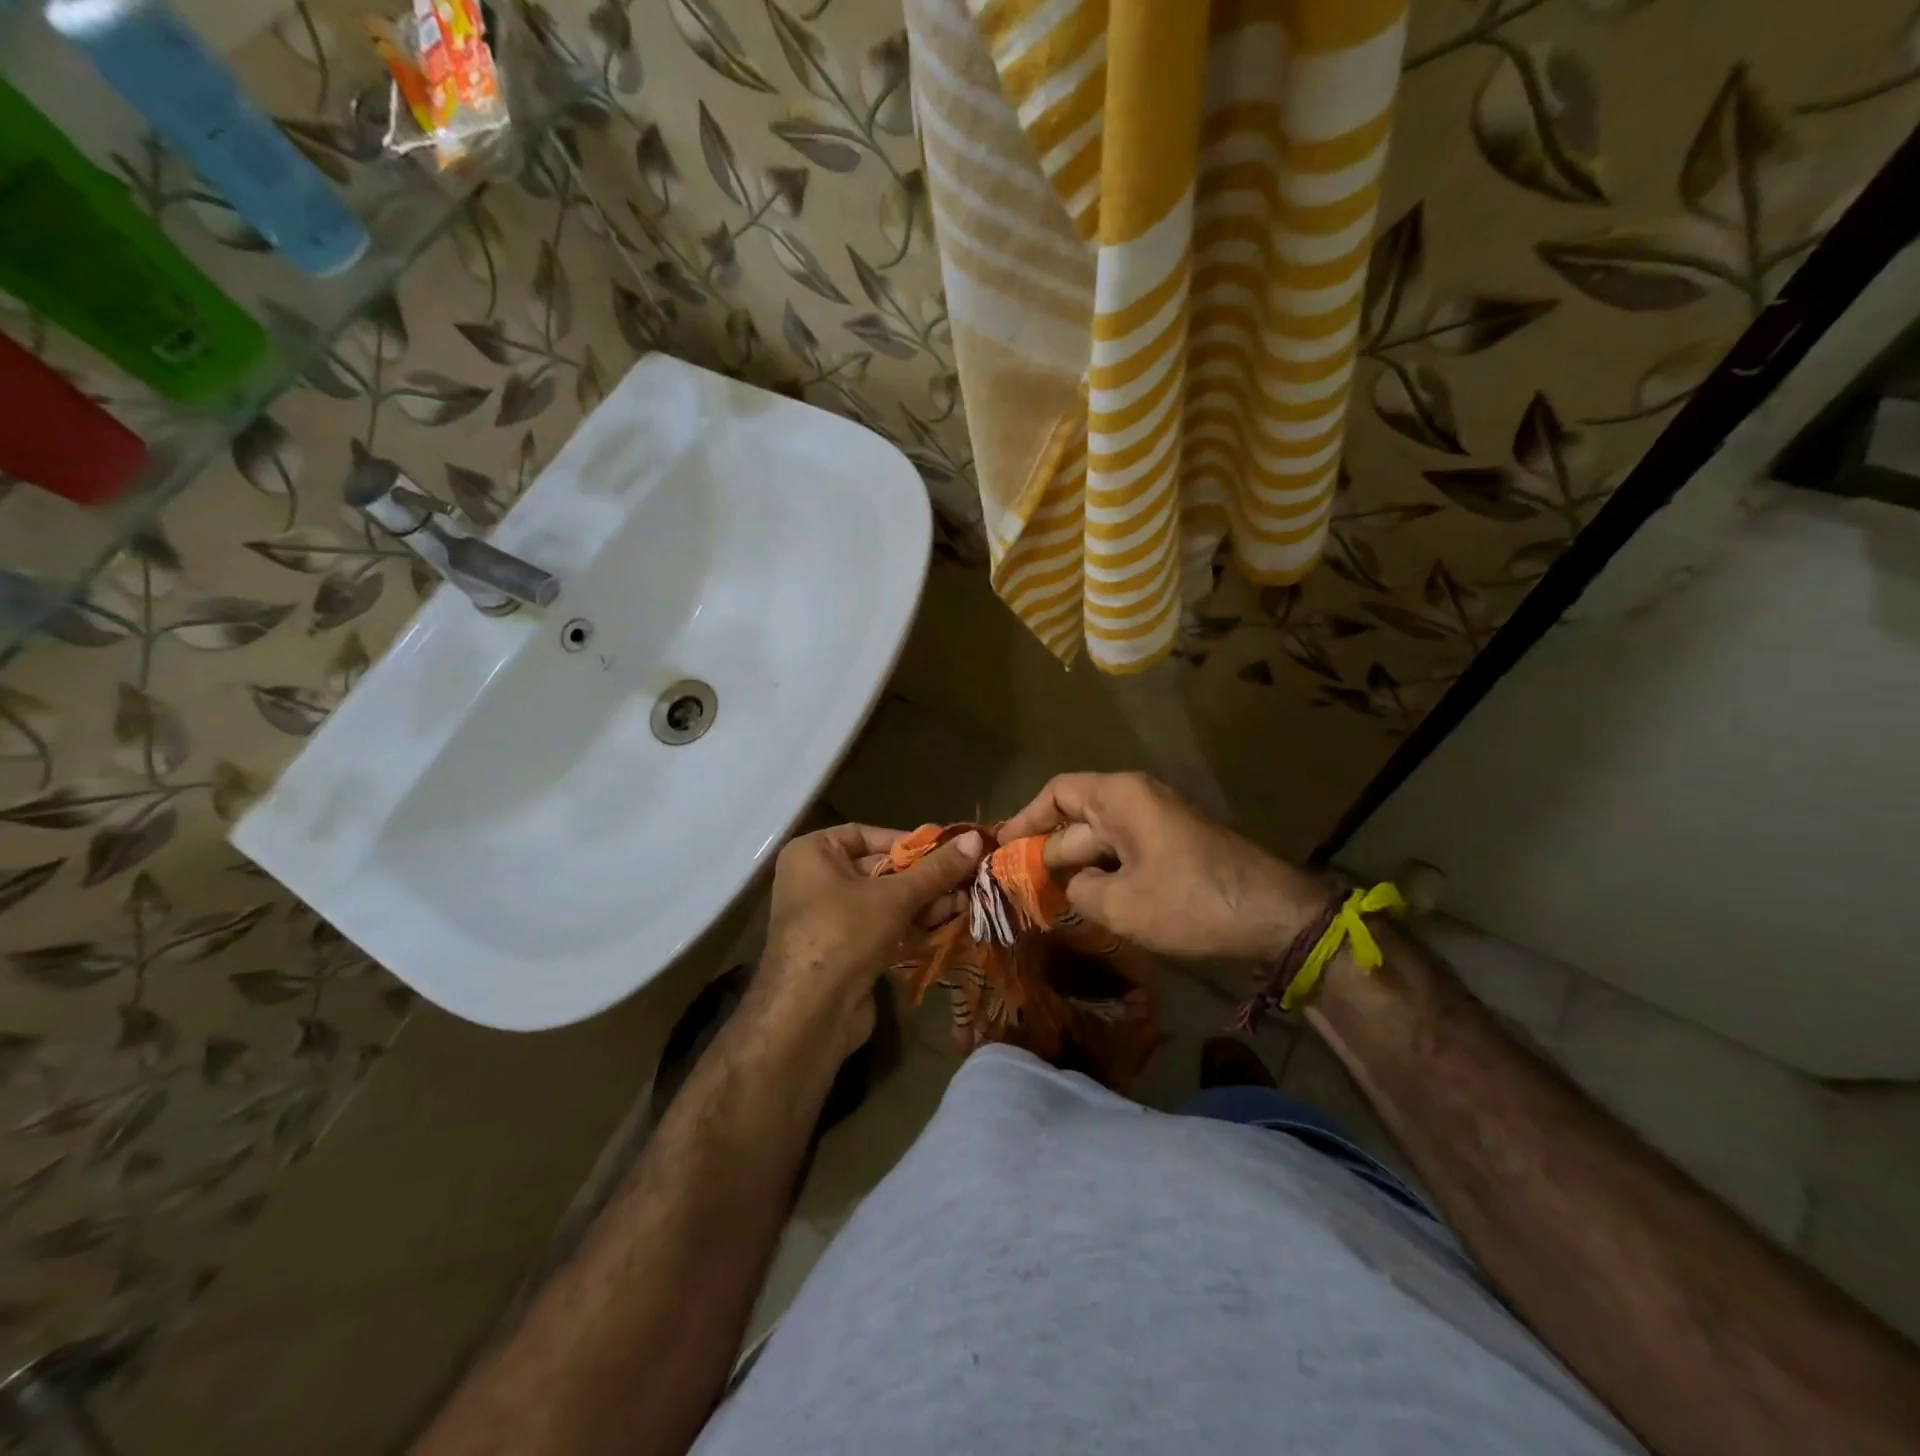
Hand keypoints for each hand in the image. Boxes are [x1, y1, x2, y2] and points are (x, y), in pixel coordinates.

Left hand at [756, 823, 984, 1055]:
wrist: (810, 1014)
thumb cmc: (845, 932)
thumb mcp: (895, 896)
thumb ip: (936, 869)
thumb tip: (975, 838)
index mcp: (813, 854)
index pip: (867, 835)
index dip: (908, 842)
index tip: (947, 849)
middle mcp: (816, 881)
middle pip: (880, 869)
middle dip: (924, 877)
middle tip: (966, 877)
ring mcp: (829, 919)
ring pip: (885, 901)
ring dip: (925, 902)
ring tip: (965, 902)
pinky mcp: (845, 951)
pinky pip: (882, 928)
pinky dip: (912, 925)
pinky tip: (947, 924)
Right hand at [1000, 773, 1329, 961]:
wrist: (1273, 915)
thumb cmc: (1189, 900)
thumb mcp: (1120, 903)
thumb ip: (1078, 890)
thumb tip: (1070, 884)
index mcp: (1119, 797)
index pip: (1057, 794)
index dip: (1025, 820)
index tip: (1002, 849)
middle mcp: (1137, 799)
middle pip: (1077, 819)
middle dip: (1048, 852)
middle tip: (1018, 887)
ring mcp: (1159, 823)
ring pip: (1101, 841)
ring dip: (1077, 868)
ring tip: (1048, 900)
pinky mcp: (1174, 847)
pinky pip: (1126, 854)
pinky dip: (1104, 874)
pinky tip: (1091, 905)